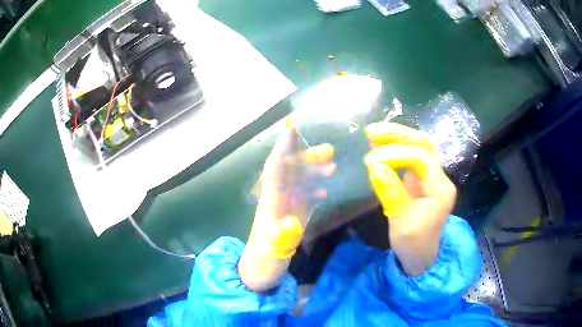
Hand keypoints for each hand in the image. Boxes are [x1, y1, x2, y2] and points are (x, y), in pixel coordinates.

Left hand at [239, 119, 335, 290]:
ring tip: (332, 165)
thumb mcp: (271, 250)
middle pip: (290, 172)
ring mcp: (284, 210)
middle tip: (328, 150)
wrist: (257, 275)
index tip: (292, 127)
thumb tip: (292, 220)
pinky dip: (314, 192)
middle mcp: (276, 201)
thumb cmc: (262, 263)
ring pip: (298, 184)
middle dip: (306, 157)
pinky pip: (303, 200)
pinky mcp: (290, 220)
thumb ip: (281, 236)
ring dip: (313, 172)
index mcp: (270, 203)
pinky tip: (325, 191)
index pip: (276, 169)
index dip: (283, 147)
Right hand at [364, 122, 455, 275]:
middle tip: (372, 132)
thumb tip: (374, 165)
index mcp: (440, 189)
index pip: (421, 158)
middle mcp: (439, 178)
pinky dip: (396, 148)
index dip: (395, 154)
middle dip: (398, 135)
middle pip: (423, 144)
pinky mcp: (422, 180)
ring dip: (397, 138)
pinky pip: (411, 157)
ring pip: (418, 146)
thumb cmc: (414, 244)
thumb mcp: (401, 221)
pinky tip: (380, 146)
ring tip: (373, 134)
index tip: (371, 161)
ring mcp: (431, 177)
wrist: (422, 256)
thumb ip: (390, 192)